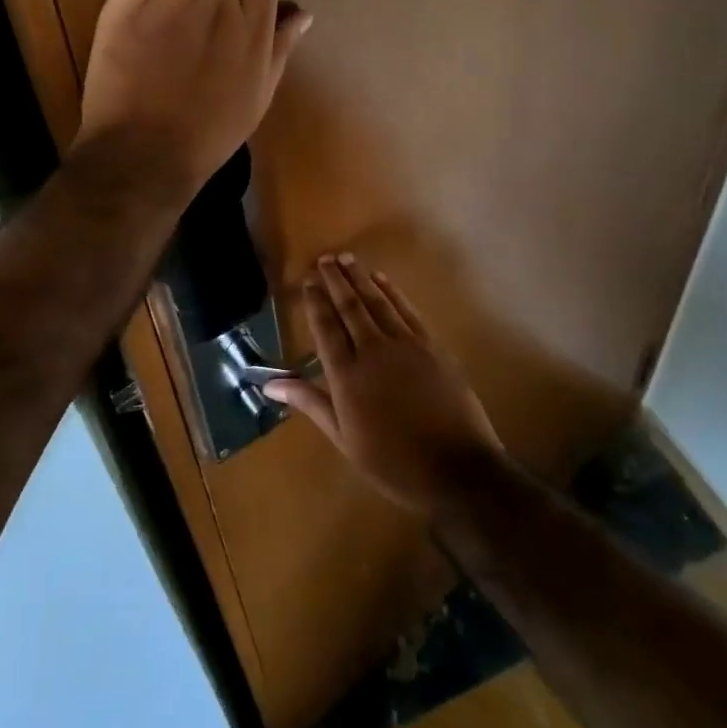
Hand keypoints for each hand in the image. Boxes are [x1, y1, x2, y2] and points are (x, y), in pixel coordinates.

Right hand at [265, 254, 504, 517]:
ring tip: (346, 258)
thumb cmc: (393, 462)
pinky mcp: (431, 345)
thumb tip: (270, 384)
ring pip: (377, 302)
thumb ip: (310, 403)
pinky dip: (392, 292)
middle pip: (349, 307)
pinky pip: (406, 310)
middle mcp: (372, 351)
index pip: (326, 328)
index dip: (316, 302)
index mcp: (346, 376)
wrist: (457, 469)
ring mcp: (405, 345)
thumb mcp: (344, 439)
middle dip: (335, 281)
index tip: (308, 281)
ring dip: (360, 278)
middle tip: (324, 259)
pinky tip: (382, 279)